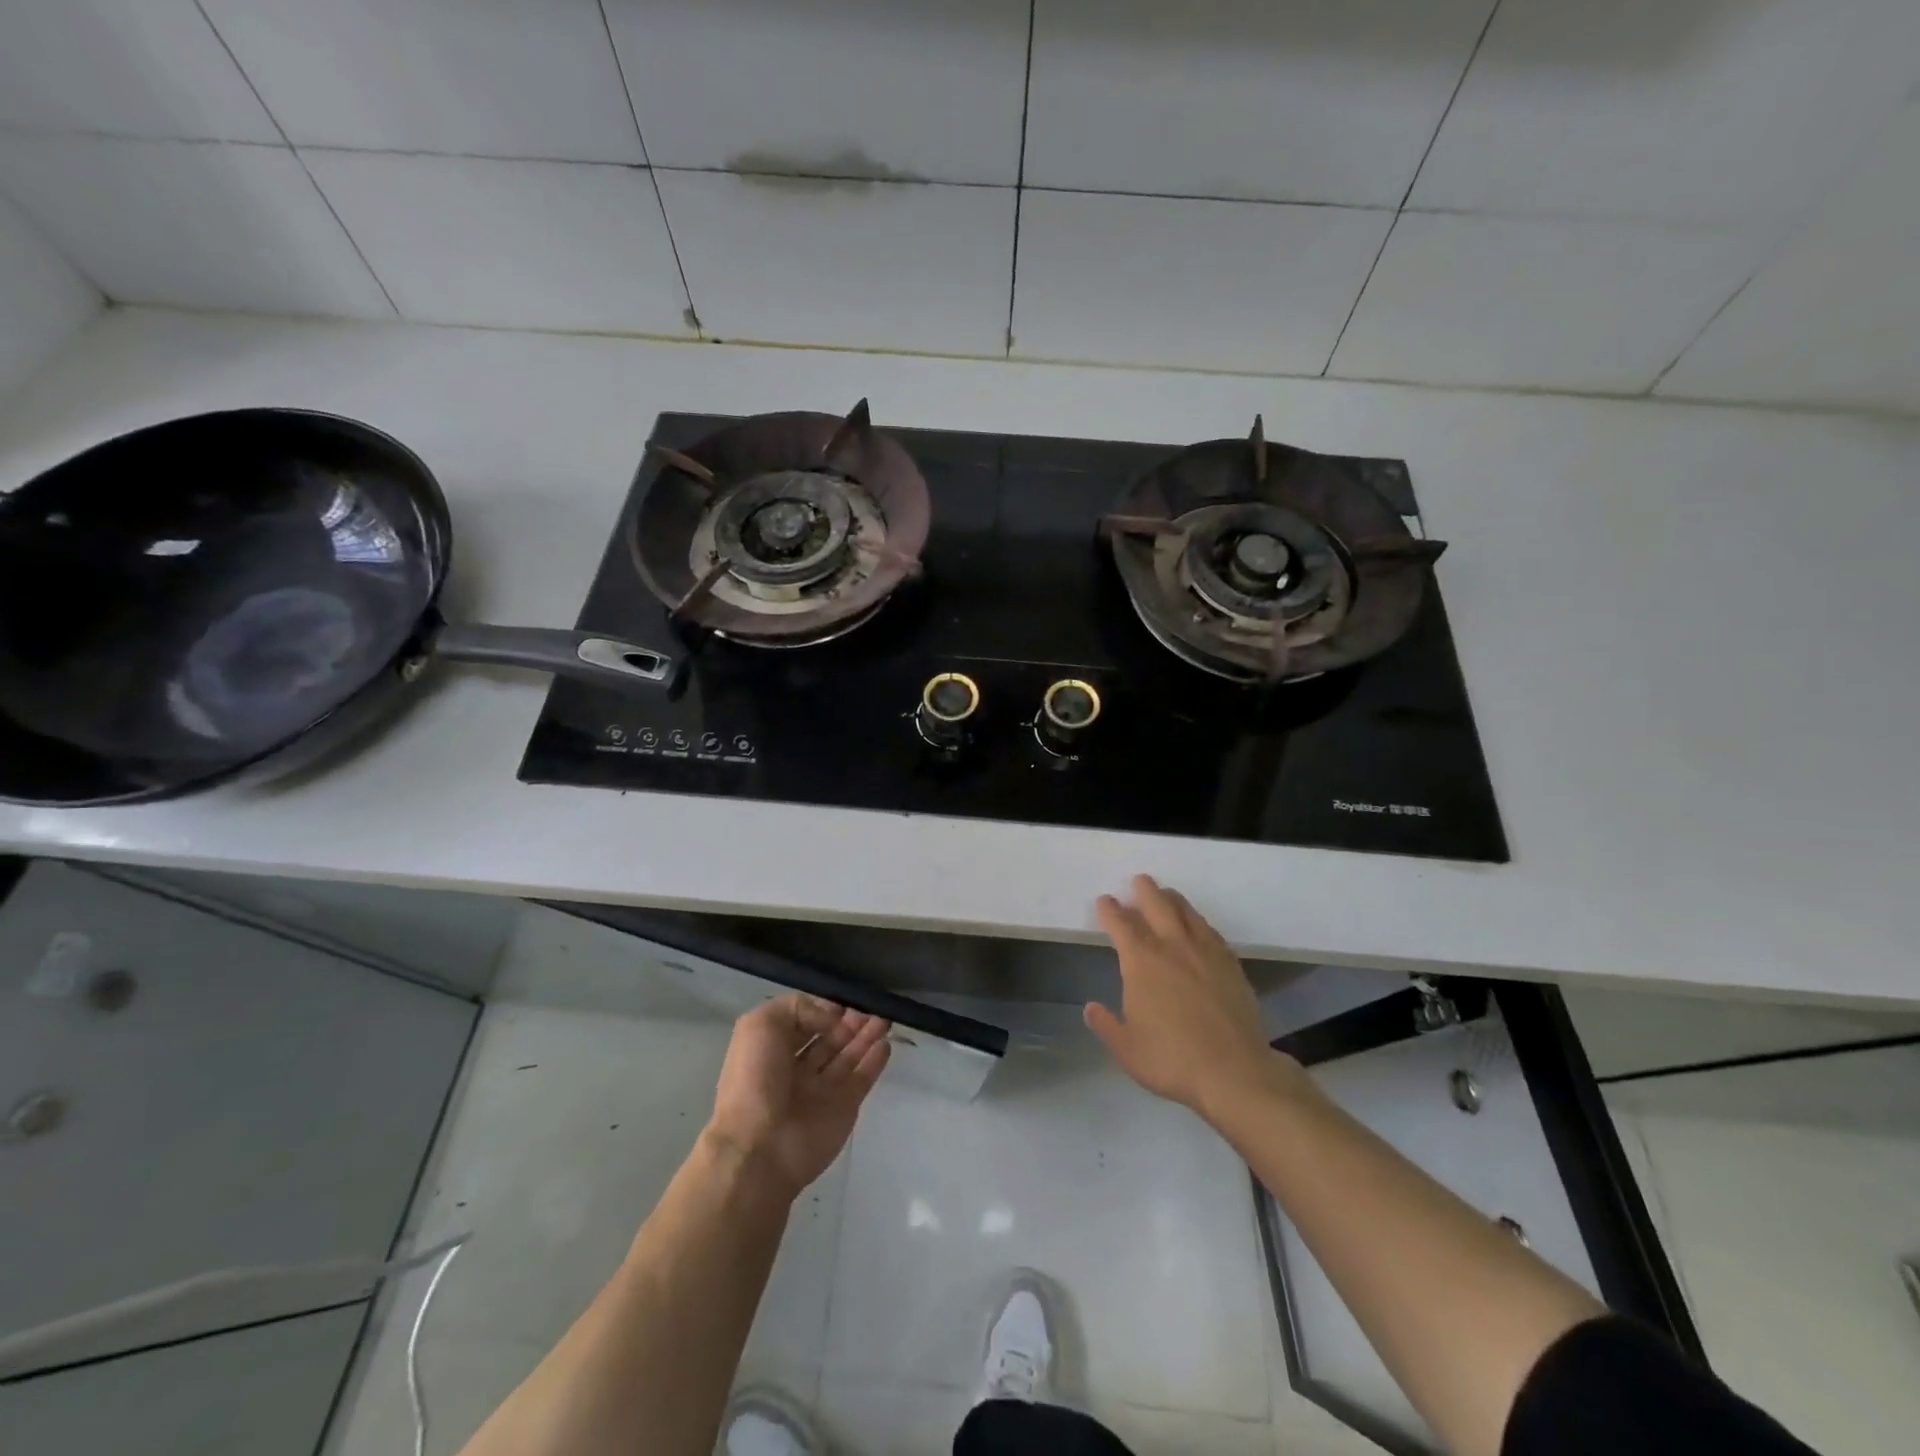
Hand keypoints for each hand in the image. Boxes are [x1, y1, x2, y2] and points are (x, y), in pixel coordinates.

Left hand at [706, 994, 890, 1200]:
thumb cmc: (755, 1080)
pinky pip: (862, 1079)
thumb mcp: (761, 1024)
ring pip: (848, 1055)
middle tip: (870, 1007)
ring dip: (866, 1035)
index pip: (804, 1021)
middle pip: (829, 1037)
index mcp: (772, 1049)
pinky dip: (875, 1061)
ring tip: (884, 1019)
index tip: (844, 999)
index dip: (824, 1009)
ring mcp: (822, 1089)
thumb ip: (799, 1008)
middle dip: (850, 1021)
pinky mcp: (844, 1107)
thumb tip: (832, 1018)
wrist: (760, 1148)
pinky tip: (885, 1044)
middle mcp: (796, 1068)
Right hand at [1086, 875, 1300, 1117]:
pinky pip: (1210, 930)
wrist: (1234, 1071)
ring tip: (1166, 894)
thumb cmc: (1172, 1060)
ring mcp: (1204, 952)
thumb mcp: (1127, 1049)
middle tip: (1138, 881)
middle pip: (1156, 904)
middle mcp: (1172, 946)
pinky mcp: (1230, 963)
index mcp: (1141, 962)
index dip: (1109, 909)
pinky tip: (1197, 926)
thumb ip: (1106, 1025)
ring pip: (1186, 912)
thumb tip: (1091, 1008)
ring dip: (1172, 899)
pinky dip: (1198, 921)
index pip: (1120, 923)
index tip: (1104, 902)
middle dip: (1144, 890)